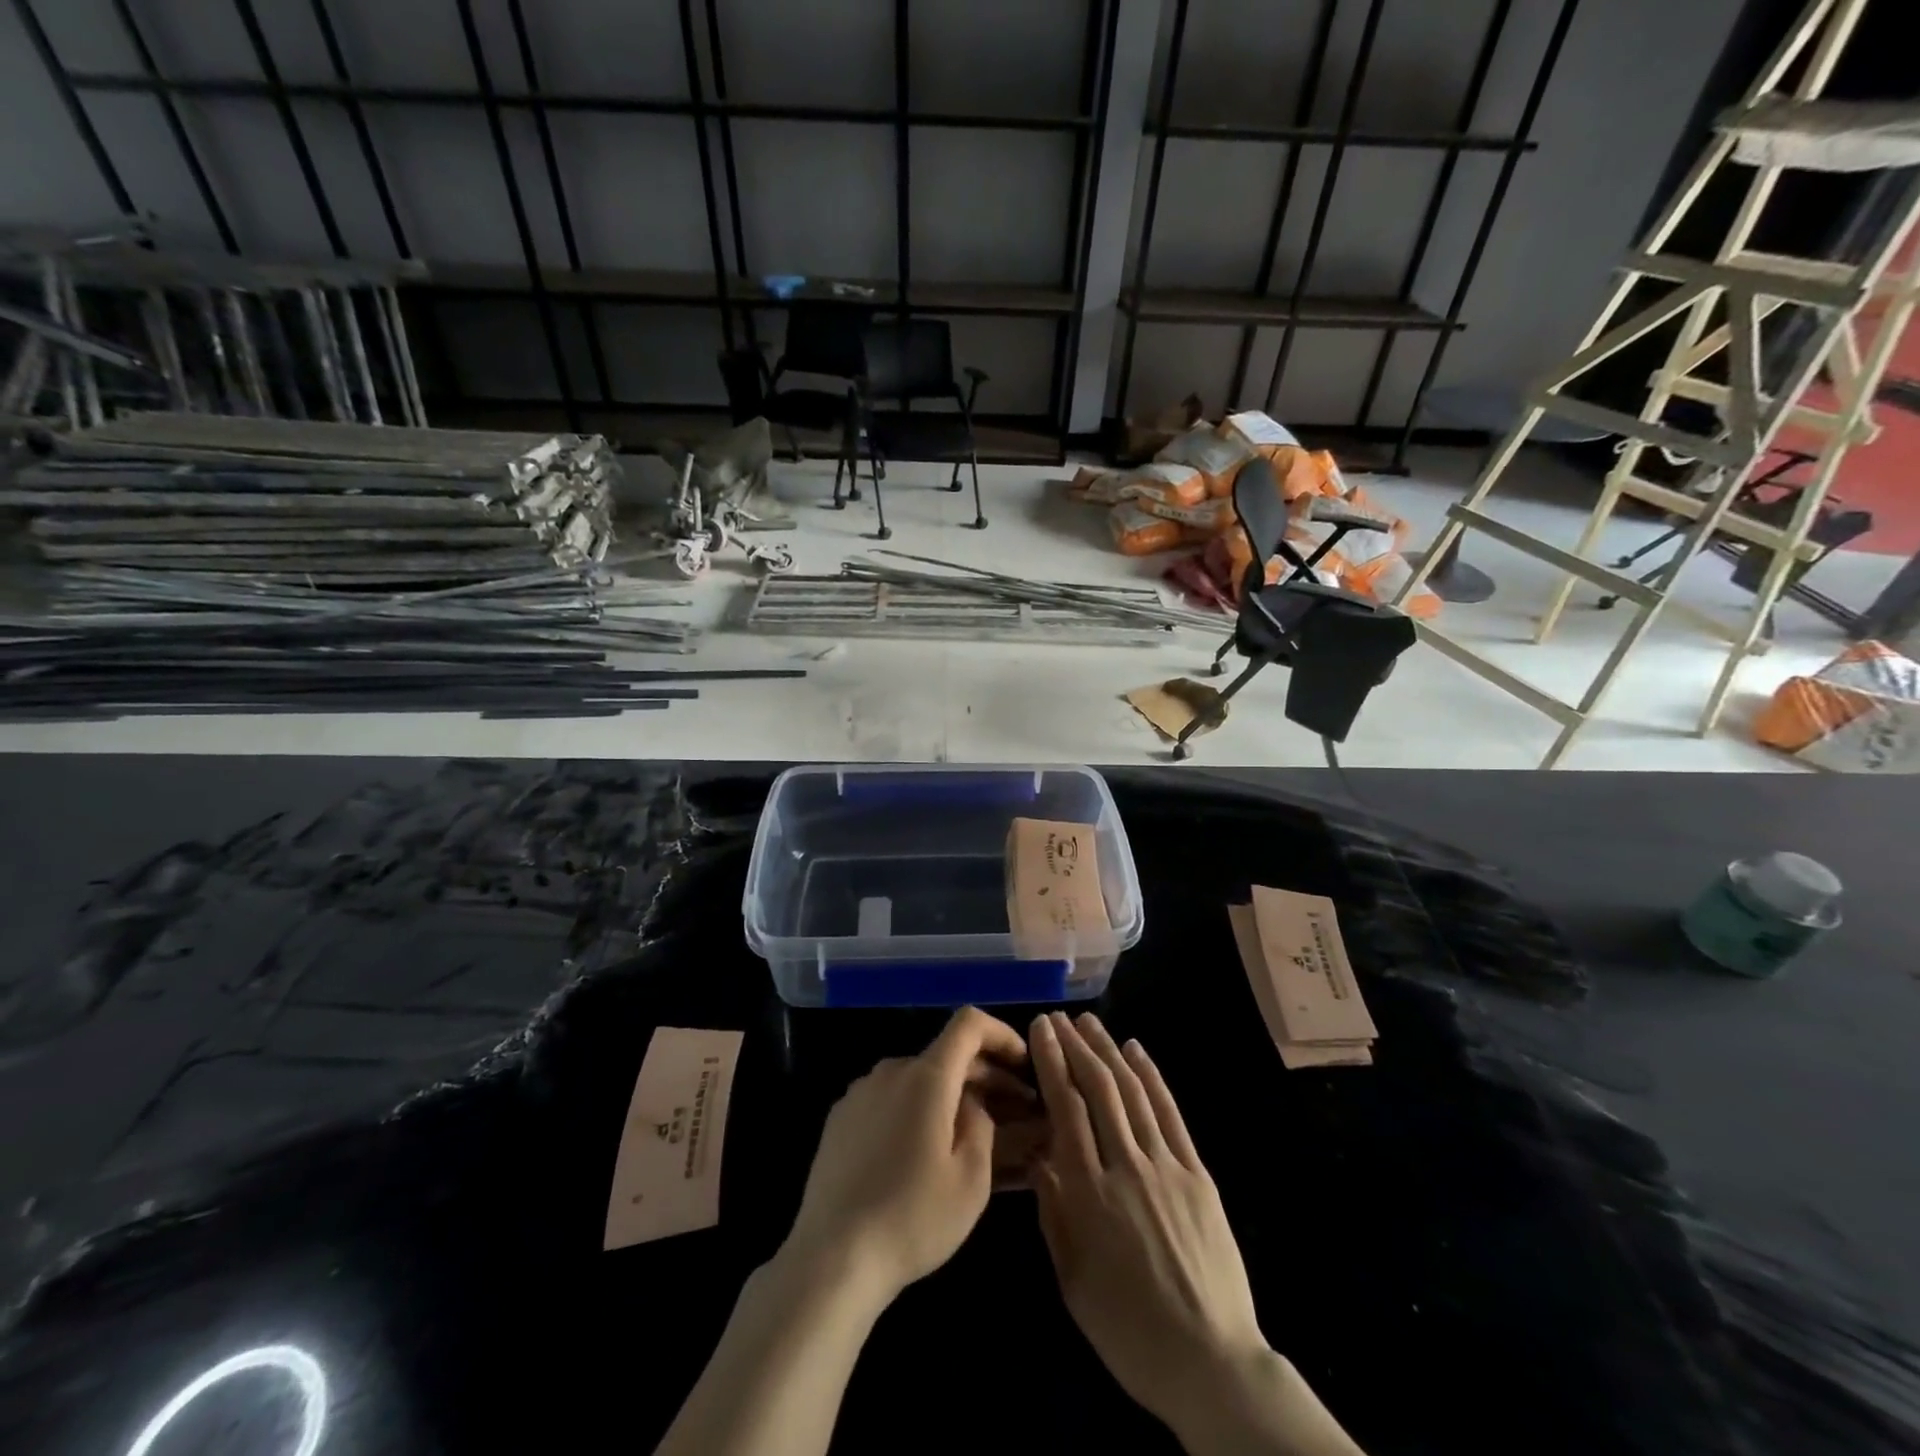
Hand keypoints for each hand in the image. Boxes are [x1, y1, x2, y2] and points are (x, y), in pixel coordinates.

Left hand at [782, 1007, 1029, 1310]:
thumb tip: (973, 1103)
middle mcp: (891, 1070)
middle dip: (984, 1076)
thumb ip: (982, 1124)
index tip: (1023, 1062)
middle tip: (1014, 1110)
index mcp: (926, 1076)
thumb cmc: (913, 1218)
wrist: (832, 1257)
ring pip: (918, 1079)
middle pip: (946, 1055)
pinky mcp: (840, 1118)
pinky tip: (923, 1152)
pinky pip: (890, 1099)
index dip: (1001, 1034)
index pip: (969, 1024)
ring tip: (969, 1135)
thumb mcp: (971, 1179)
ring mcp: (861, 1092)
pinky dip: (916, 1110)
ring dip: (949, 1095)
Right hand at [1027, 1011, 1266, 1433]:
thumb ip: (1053, 1212)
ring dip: (1109, 1052)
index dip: (1052, 1063)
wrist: (1210, 1362)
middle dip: (1076, 1047)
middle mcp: (1127, 1167)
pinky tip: (1137, 1052)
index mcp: (1090, 1194)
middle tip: (1059, 1018)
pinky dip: (1152, 1078)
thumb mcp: (1073, 1280)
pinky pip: (1170, 1115)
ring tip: (1091, 1023)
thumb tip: (1039, 1155)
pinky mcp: (1198, 1174)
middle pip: (1099, 1090)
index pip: (1066, 1109)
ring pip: (1133, 1093)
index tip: (1040, 1029)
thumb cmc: (1128, 1330)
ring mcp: (1167, 1167)